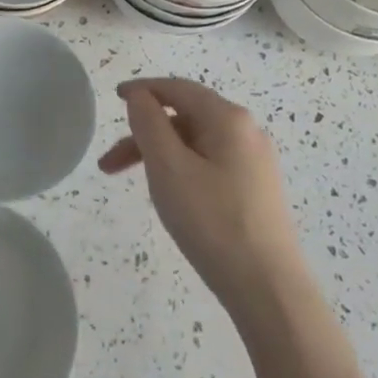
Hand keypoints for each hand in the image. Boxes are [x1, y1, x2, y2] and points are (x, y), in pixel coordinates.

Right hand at [99, 77, 304, 310]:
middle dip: (144, 134)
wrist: (268, 289)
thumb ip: (148, 123)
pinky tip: (170, 196)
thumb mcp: (168, 168)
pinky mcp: (256, 189)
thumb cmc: (212, 221)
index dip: (143, 90)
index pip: (178, 89)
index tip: (114, 98)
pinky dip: (181, 169)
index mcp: (228, 118)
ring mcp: (255, 161)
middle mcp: (247, 132)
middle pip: (185, 117)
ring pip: (196, 143)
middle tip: (109, 164)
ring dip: (159, 155)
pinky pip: (210, 164)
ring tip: (134, 186)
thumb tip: (140, 96)